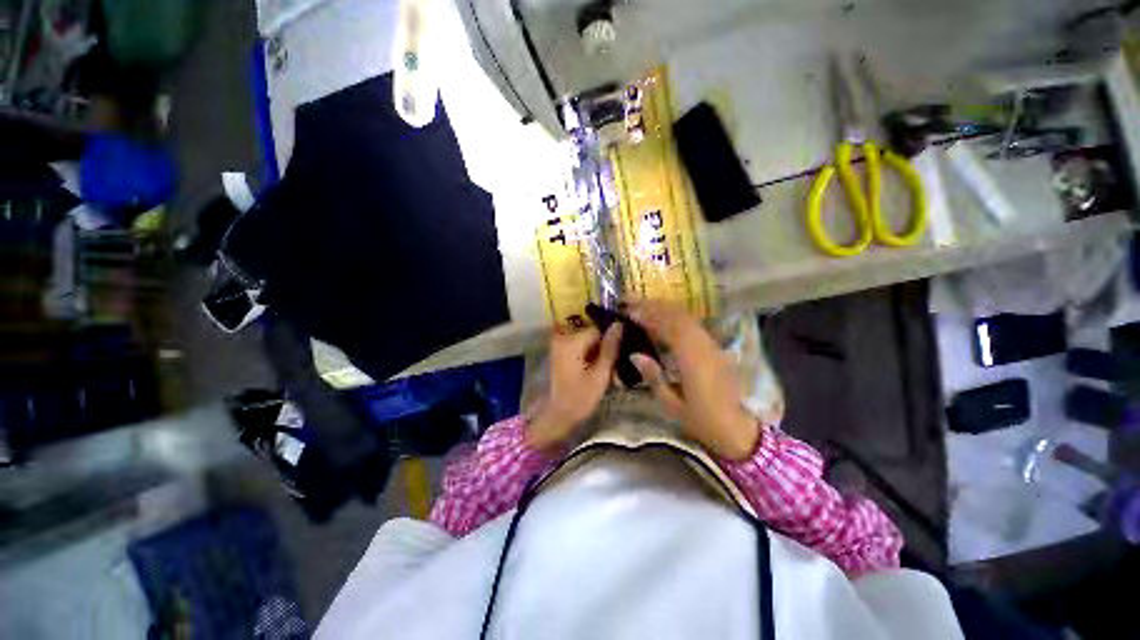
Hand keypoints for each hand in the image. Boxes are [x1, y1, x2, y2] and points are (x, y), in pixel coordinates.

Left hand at [526, 323, 623, 453]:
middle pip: (592, 334)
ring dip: (598, 353)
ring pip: (587, 341)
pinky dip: (590, 356)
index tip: (621, 354)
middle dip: (605, 347)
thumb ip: (610, 348)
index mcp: (572, 340)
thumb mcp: (600, 374)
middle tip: (615, 365)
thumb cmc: (580, 397)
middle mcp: (563, 337)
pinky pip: (580, 347)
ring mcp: (559, 345)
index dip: (612, 340)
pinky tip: (597, 370)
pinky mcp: (560, 353)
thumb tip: (619, 324)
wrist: (557, 416)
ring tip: (608, 370)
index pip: (599, 329)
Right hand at [627, 301, 758, 459]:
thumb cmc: (703, 421)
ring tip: (644, 308)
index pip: (670, 327)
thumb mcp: (672, 405)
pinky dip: (676, 318)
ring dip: (665, 309)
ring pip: (688, 318)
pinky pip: (694, 326)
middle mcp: (704, 346)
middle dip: (654, 307)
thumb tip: (635, 355)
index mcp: (693, 360)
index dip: (649, 316)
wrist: (739, 429)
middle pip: (679, 316)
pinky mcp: (715, 348)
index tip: (630, 312)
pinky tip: (664, 321)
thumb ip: (654, 377)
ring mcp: (712, 345)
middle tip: (632, 304)